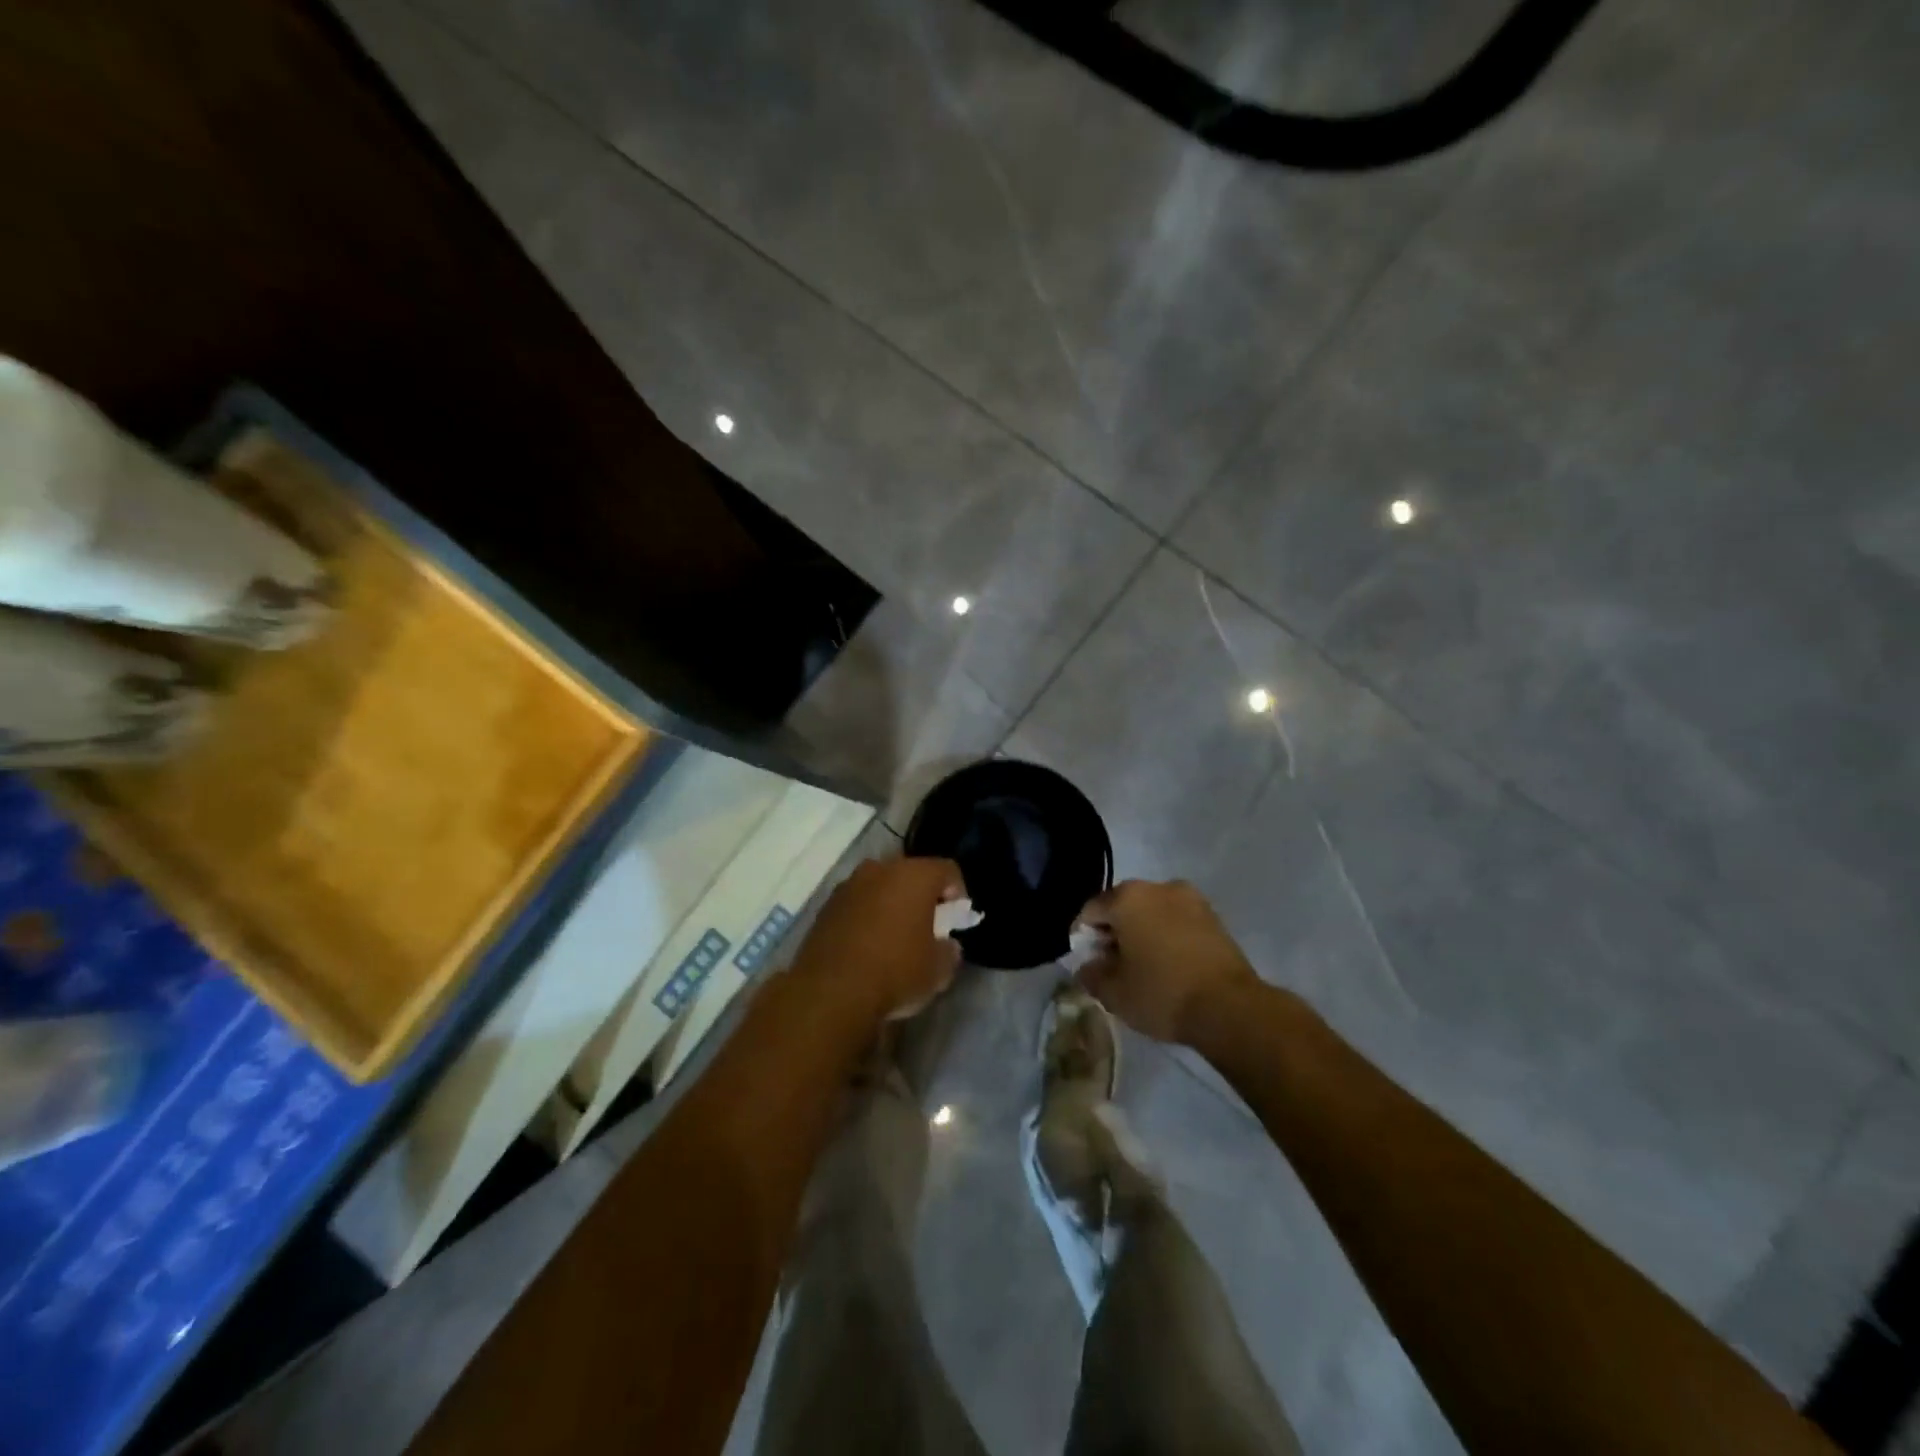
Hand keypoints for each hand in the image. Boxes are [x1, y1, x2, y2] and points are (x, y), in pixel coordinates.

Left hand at [789, 856, 965, 1025]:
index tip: (955, 919)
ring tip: (894, 936)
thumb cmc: (896, 972)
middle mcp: (881, 869)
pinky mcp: (826, 906)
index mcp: (915, 875)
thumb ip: (949, 951)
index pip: (947, 870)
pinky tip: (867, 945)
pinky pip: (857, 903)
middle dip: (921, 895)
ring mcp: (849, 885)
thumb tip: (946, 946)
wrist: (831, 992)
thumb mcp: (938, 970)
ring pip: (880, 886)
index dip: (957, 892)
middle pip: (910, 874)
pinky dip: (866, 916)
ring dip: (890, 904)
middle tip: (926, 925)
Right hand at [1076, 880, 1260, 1044]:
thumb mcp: (1114, 993)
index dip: (1084, 938)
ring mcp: (1190, 899)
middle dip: (1114, 932)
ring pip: (1152, 912)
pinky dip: (1167, 936)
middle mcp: (1158, 887)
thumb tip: (1087, 966)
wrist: (1229, 1008)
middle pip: (1123, 906)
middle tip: (1113, 966)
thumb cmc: (1162, 994)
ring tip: (1144, 967)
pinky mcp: (1213, 917)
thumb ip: (1091, 974)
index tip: (1088, 963)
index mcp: (1127, 897)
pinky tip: (1169, 965)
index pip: (1091, 911)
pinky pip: (1177, 921)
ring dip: (1142, 932)